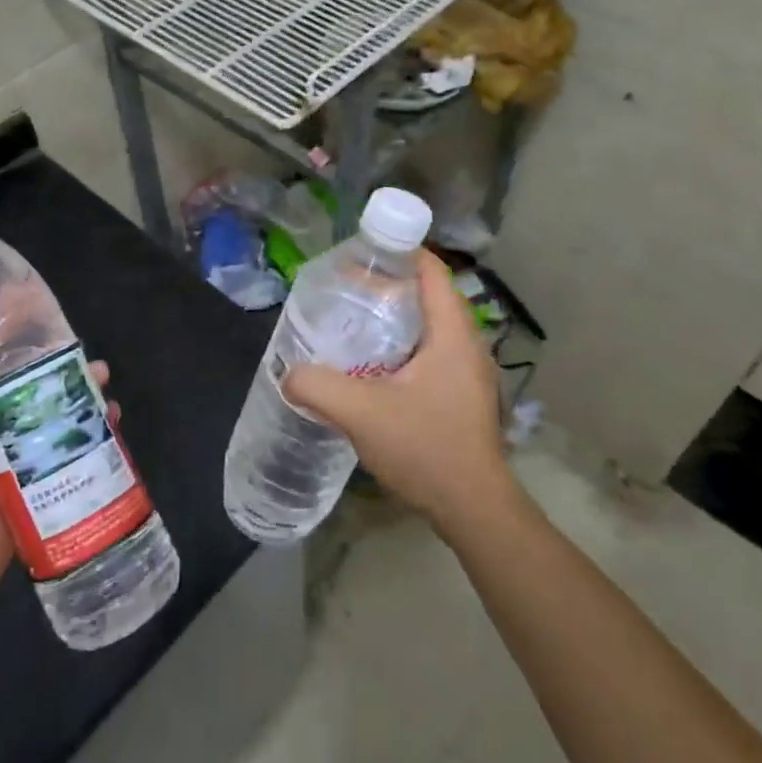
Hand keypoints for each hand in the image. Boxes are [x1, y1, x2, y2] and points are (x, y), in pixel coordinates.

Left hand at [0, 283, 117, 626]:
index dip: (7, 317)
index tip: (33, 292)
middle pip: (26, 374)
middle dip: (53, 353)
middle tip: (80, 338)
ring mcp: (15, 451)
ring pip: (54, 406)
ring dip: (79, 388)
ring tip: (102, 376)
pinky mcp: (39, 481)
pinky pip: (71, 446)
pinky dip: (94, 429)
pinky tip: (112, 418)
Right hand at [284, 250, 512, 535]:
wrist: (473, 509)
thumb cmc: (426, 449)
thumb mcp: (362, 413)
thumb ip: (318, 386)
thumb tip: (288, 374)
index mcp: (452, 334)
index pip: (431, 271)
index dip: (399, 253)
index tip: (361, 254)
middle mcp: (466, 345)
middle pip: (428, 296)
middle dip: (388, 288)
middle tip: (345, 292)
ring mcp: (468, 372)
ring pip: (429, 327)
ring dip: (394, 320)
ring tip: (353, 324)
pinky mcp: (462, 395)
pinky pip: (430, 353)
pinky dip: (401, 347)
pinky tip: (372, 368)